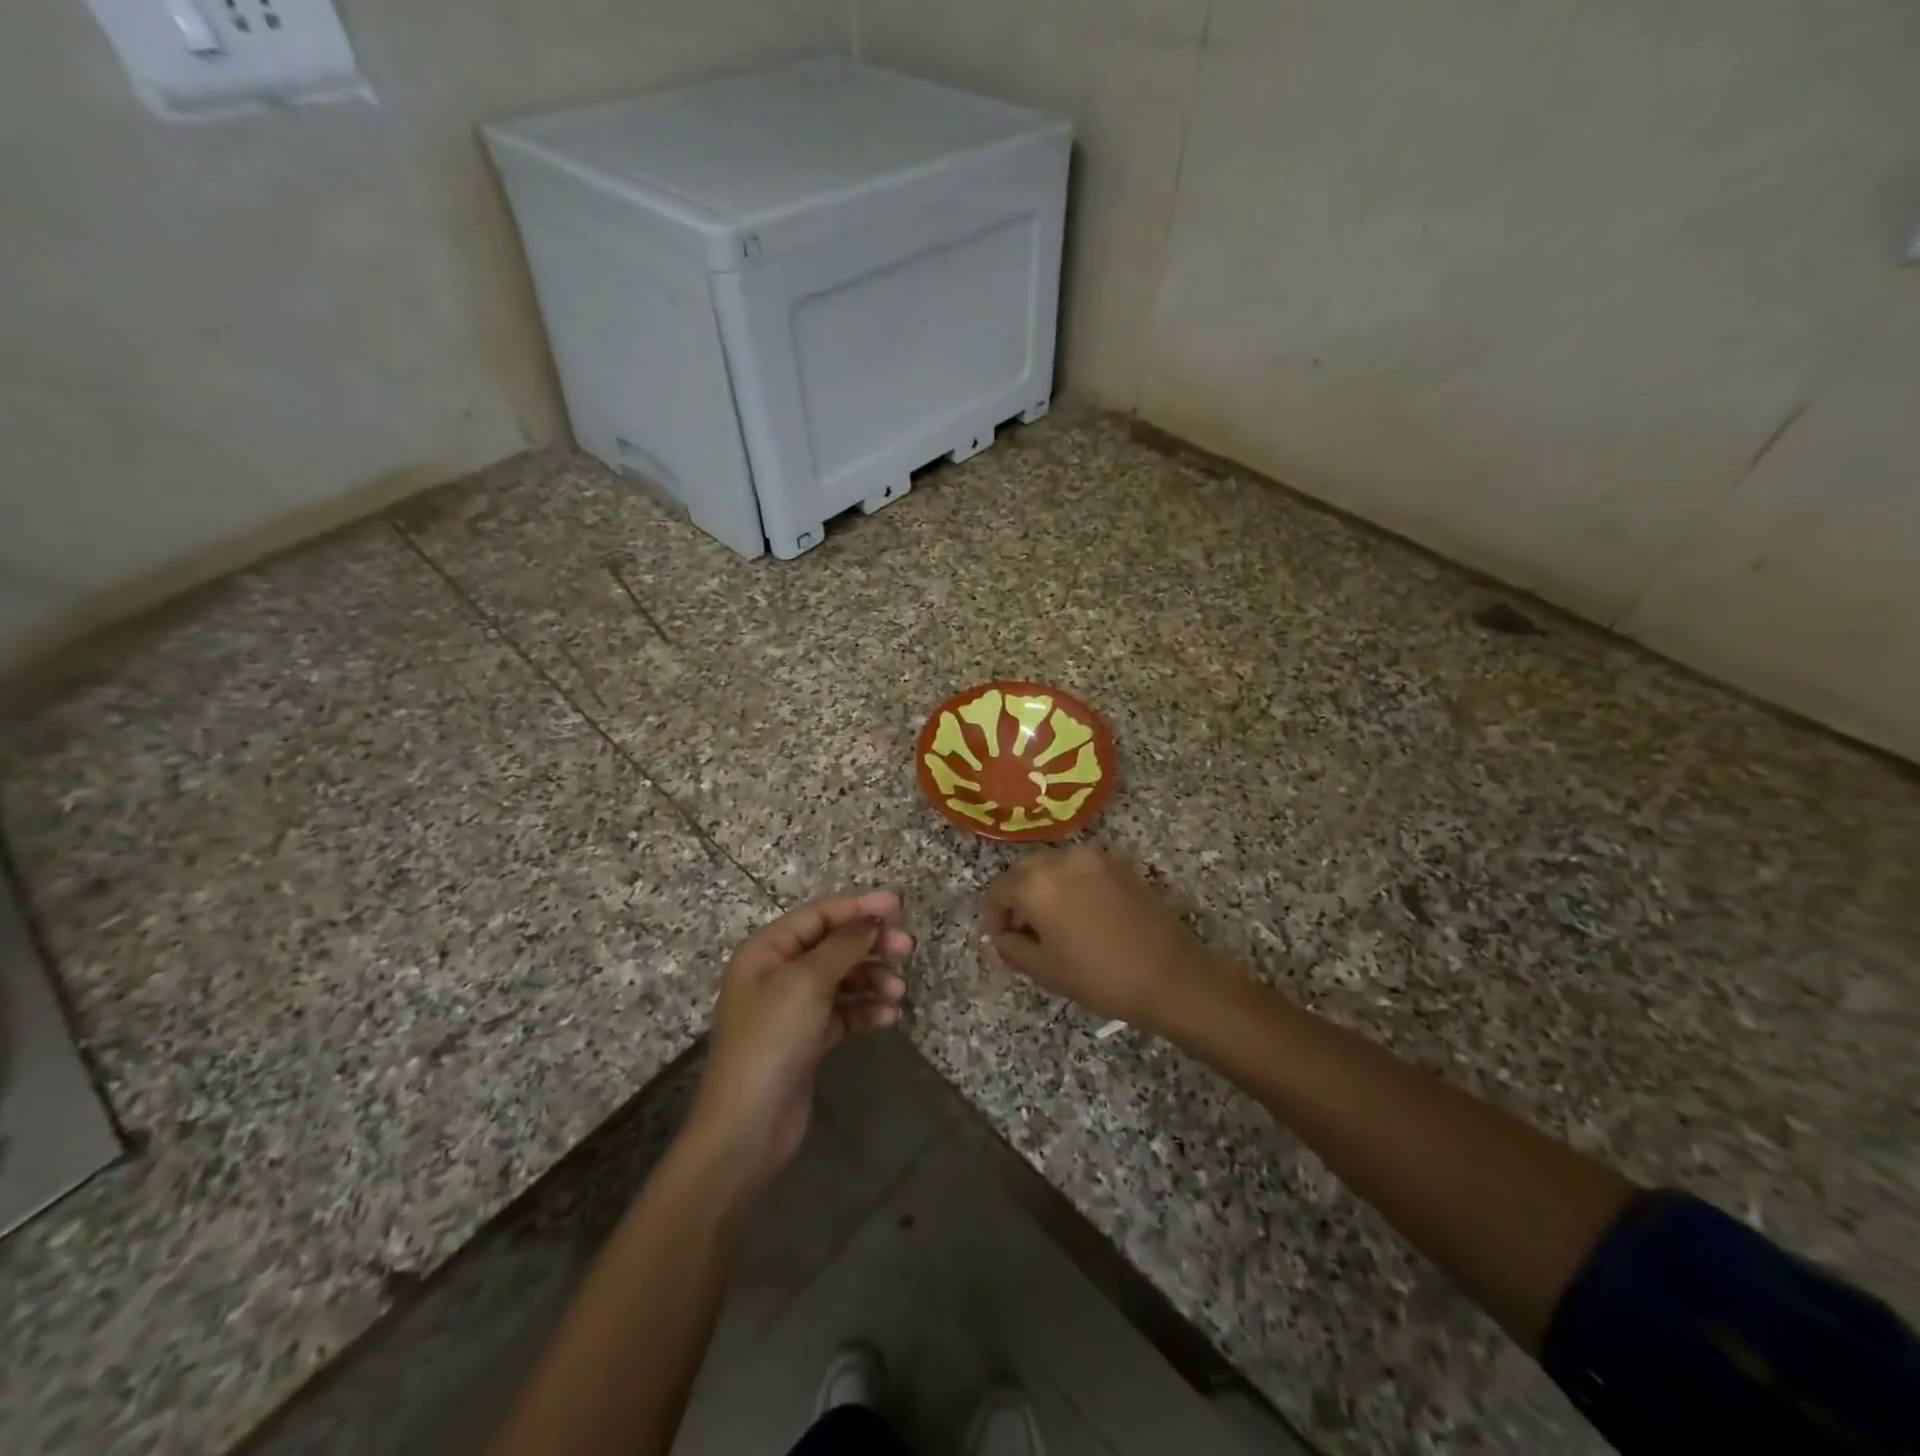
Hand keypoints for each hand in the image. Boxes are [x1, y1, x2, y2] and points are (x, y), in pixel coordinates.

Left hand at [688, 891, 911, 1194]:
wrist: (747, 1128)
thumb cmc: (771, 1041)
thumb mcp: (807, 983)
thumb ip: (843, 946)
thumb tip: (872, 918)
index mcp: (767, 951)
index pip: (819, 916)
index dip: (858, 907)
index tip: (899, 906)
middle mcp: (778, 974)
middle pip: (833, 945)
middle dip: (870, 944)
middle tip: (907, 948)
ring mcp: (793, 1009)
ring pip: (843, 979)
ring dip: (873, 980)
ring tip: (898, 992)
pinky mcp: (808, 1040)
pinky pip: (844, 1013)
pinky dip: (867, 1011)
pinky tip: (890, 1017)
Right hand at [981, 847, 1218, 1029]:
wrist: (1169, 975)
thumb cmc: (1099, 976)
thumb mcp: (1045, 969)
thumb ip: (1011, 948)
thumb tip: (1000, 939)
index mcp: (1037, 882)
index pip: (999, 890)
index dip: (993, 917)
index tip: (999, 942)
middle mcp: (1062, 858)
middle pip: (1025, 873)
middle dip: (1017, 901)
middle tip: (1021, 935)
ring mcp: (1093, 857)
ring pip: (1053, 868)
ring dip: (1043, 891)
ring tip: (1051, 926)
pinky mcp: (1118, 864)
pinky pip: (1080, 869)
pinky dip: (1069, 886)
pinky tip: (1079, 916)